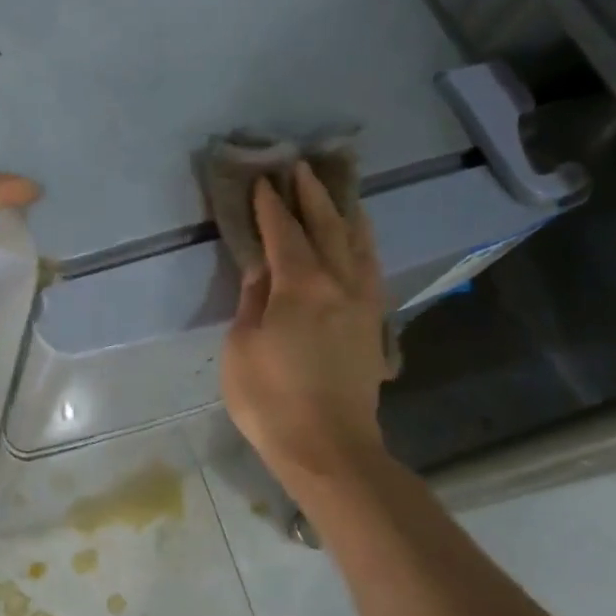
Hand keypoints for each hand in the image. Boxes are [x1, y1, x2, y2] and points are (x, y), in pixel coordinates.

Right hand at [221, 162, 391, 495]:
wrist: (328, 448)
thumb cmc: (270, 399)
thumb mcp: (242, 346)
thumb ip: (253, 300)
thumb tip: (262, 269)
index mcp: (301, 287)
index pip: (284, 233)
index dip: (271, 205)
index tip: (262, 180)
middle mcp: (339, 284)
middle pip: (327, 227)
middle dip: (311, 195)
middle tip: (299, 167)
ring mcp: (363, 303)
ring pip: (358, 244)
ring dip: (344, 213)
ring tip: (337, 192)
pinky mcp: (373, 323)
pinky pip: (371, 268)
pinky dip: (363, 244)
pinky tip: (358, 240)